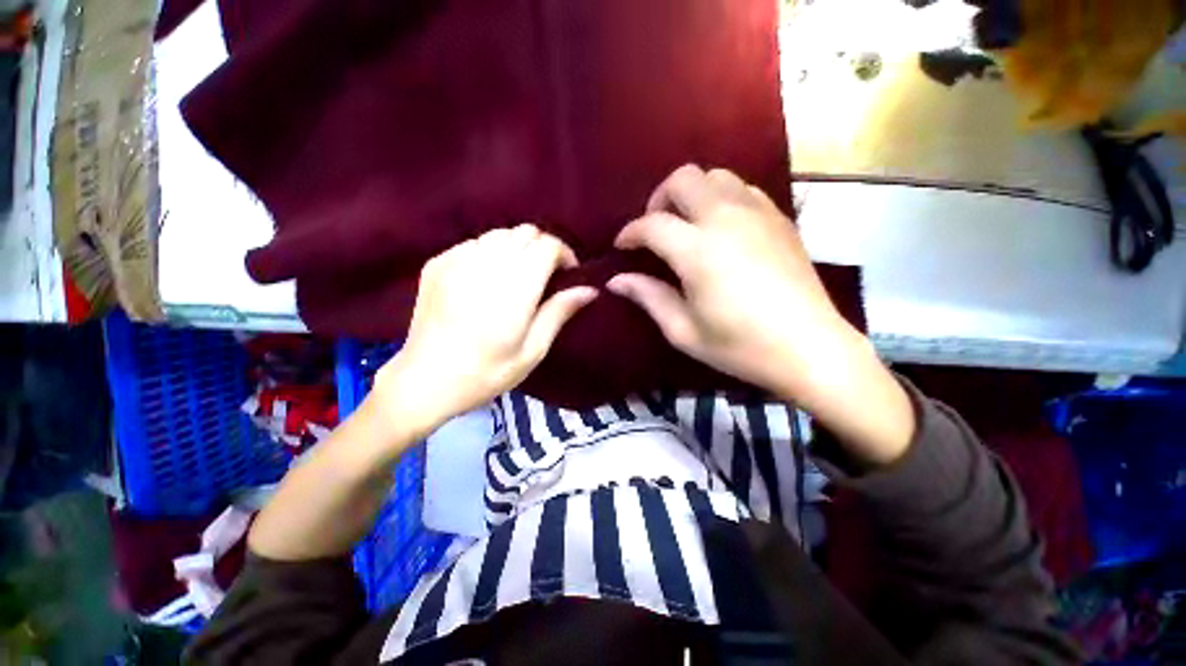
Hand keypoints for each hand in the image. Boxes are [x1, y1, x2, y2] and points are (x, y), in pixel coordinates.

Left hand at [374, 225, 596, 439]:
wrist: (423, 381)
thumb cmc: (486, 373)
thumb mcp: (532, 351)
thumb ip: (559, 313)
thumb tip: (589, 290)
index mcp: (513, 290)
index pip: (546, 245)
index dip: (564, 253)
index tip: (568, 273)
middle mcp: (485, 266)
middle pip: (525, 232)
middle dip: (543, 248)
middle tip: (546, 276)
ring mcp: (456, 261)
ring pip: (500, 234)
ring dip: (518, 249)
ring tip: (518, 276)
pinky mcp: (437, 263)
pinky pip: (475, 243)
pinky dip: (491, 253)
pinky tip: (488, 279)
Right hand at [609, 165, 912, 463]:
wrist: (810, 349)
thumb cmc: (739, 346)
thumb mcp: (683, 330)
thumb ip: (648, 297)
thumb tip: (616, 281)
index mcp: (698, 250)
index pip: (652, 224)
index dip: (630, 233)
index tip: (622, 247)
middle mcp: (726, 219)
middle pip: (684, 179)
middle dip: (659, 199)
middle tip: (655, 230)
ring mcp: (758, 213)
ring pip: (716, 176)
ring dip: (692, 194)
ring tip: (687, 225)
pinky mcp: (780, 219)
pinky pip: (743, 189)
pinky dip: (721, 198)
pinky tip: (720, 228)